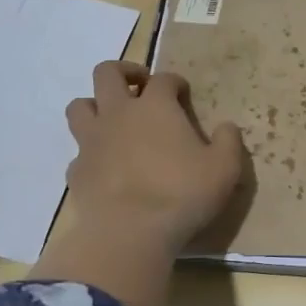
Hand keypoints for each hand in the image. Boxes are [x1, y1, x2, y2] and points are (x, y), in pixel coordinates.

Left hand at [63, 61, 245, 256]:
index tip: (183, 95)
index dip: (174, 82)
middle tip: (140, 87)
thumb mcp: (224, 168)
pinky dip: (90, 153)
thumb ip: (228, 142)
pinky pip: (79, 152)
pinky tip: (105, 167)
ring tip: (112, 121)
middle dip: (124, 72)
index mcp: (155, 107)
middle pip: (107, 73)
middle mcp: (118, 114)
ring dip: (95, 106)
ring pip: (79, 106)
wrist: (130, 233)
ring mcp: (92, 141)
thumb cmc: (182, 194)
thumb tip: (227, 127)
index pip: (163, 78)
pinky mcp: (76, 171)